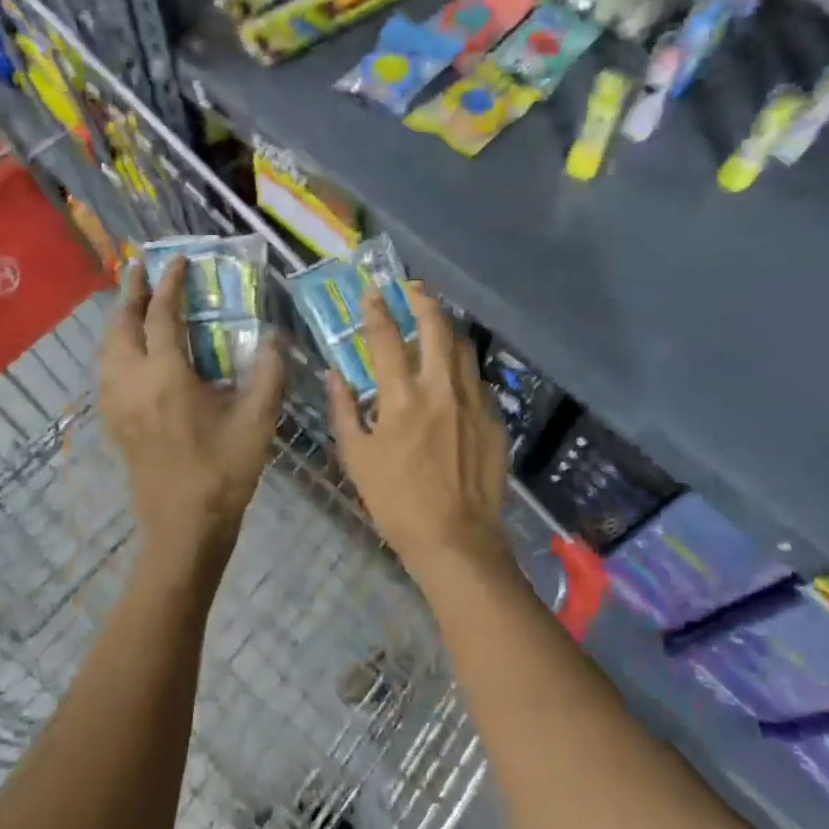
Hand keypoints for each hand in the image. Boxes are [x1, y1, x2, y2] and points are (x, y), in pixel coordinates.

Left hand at [99, 258, 284, 567]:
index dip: (169, 284)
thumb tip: (274, 335)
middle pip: (121, 326)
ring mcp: (117, 404)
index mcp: (166, 377)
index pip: (161, 316)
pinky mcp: (114, 422)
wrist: (184, 527)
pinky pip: (106, 370)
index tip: (179, 260)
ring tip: (133, 301)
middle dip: (130, 292)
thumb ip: (269, 371)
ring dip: (119, 319)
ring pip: (107, 348)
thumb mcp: (258, 418)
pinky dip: (115, 345)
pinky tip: (130, 349)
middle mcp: (132, 383)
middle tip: (141, 267)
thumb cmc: (224, 470)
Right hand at [327, 283, 509, 577]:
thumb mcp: (357, 458)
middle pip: (436, 326)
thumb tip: (335, 374)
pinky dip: (462, 368)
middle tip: (413, 289)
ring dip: (447, 329)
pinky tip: (455, 377)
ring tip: (435, 325)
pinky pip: (478, 379)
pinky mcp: (494, 418)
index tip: (371, 292)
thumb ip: (344, 410)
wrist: (457, 539)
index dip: (376, 309)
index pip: (385, 337)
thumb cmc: (397, 503)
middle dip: (423, 300)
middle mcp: (441, 388)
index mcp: (402, 398)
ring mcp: (474, 401)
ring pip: (463, 347)